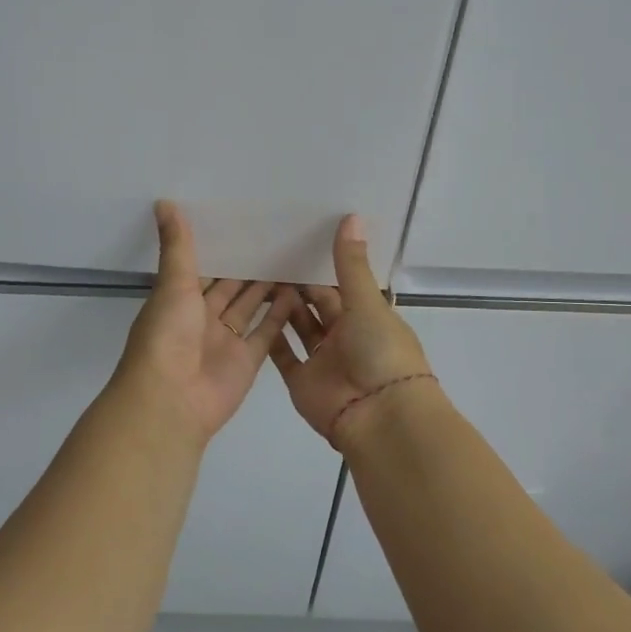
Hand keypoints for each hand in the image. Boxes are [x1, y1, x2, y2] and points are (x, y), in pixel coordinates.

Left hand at [111, 202, 297, 447]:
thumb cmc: (167, 336)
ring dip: (267, 287)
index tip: (245, 221)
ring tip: (292, 257)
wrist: (171, 400)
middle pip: (229, 287)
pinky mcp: (248, 360)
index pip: (203, 268)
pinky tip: (298, 290)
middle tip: (277, 236)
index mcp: (179, 299)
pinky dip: (280, 314)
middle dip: (248, 266)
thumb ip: (177, 246)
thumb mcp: (173, 284)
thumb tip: (164, 201)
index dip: (221, 248)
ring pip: (250, 307)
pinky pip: (266, 332)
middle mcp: (202, 318)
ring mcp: (226, 340)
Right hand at [269, 215, 434, 445]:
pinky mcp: (301, 381)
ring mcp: (322, 360)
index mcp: (367, 316)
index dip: (322, 266)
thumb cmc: (380, 352)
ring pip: (299, 327)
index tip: (296, 239)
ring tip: (255, 275)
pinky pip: (283, 355)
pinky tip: (249, 311)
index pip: (341, 285)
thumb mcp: (366, 303)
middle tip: (267, 253)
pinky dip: (270, 336)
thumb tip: (351, 215)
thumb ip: (351, 264)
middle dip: (298, 284)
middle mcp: (345, 336)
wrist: (378, 416)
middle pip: (318, 305)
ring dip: (282, 306)